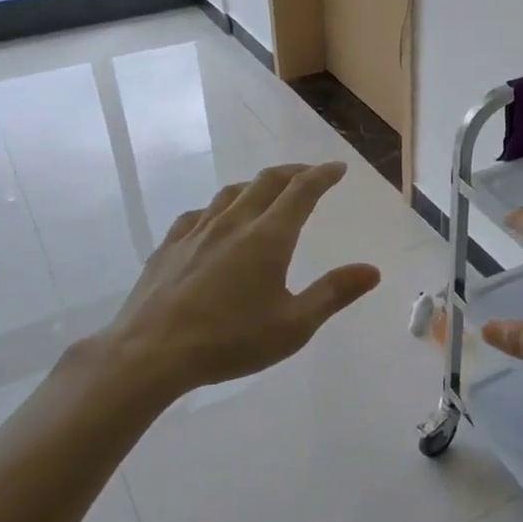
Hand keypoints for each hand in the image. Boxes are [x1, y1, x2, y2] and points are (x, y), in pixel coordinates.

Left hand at [94, 161, 381, 398]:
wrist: (150, 353)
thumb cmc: (230, 341)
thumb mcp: (293, 326)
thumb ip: (333, 294)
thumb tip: (372, 270)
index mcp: (268, 237)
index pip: (302, 191)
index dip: (323, 175)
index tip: (338, 168)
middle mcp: (234, 223)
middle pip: (267, 182)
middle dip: (293, 172)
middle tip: (310, 174)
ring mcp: (197, 231)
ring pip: (231, 192)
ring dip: (257, 185)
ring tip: (267, 191)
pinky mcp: (169, 246)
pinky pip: (200, 213)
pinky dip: (219, 208)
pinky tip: (216, 221)